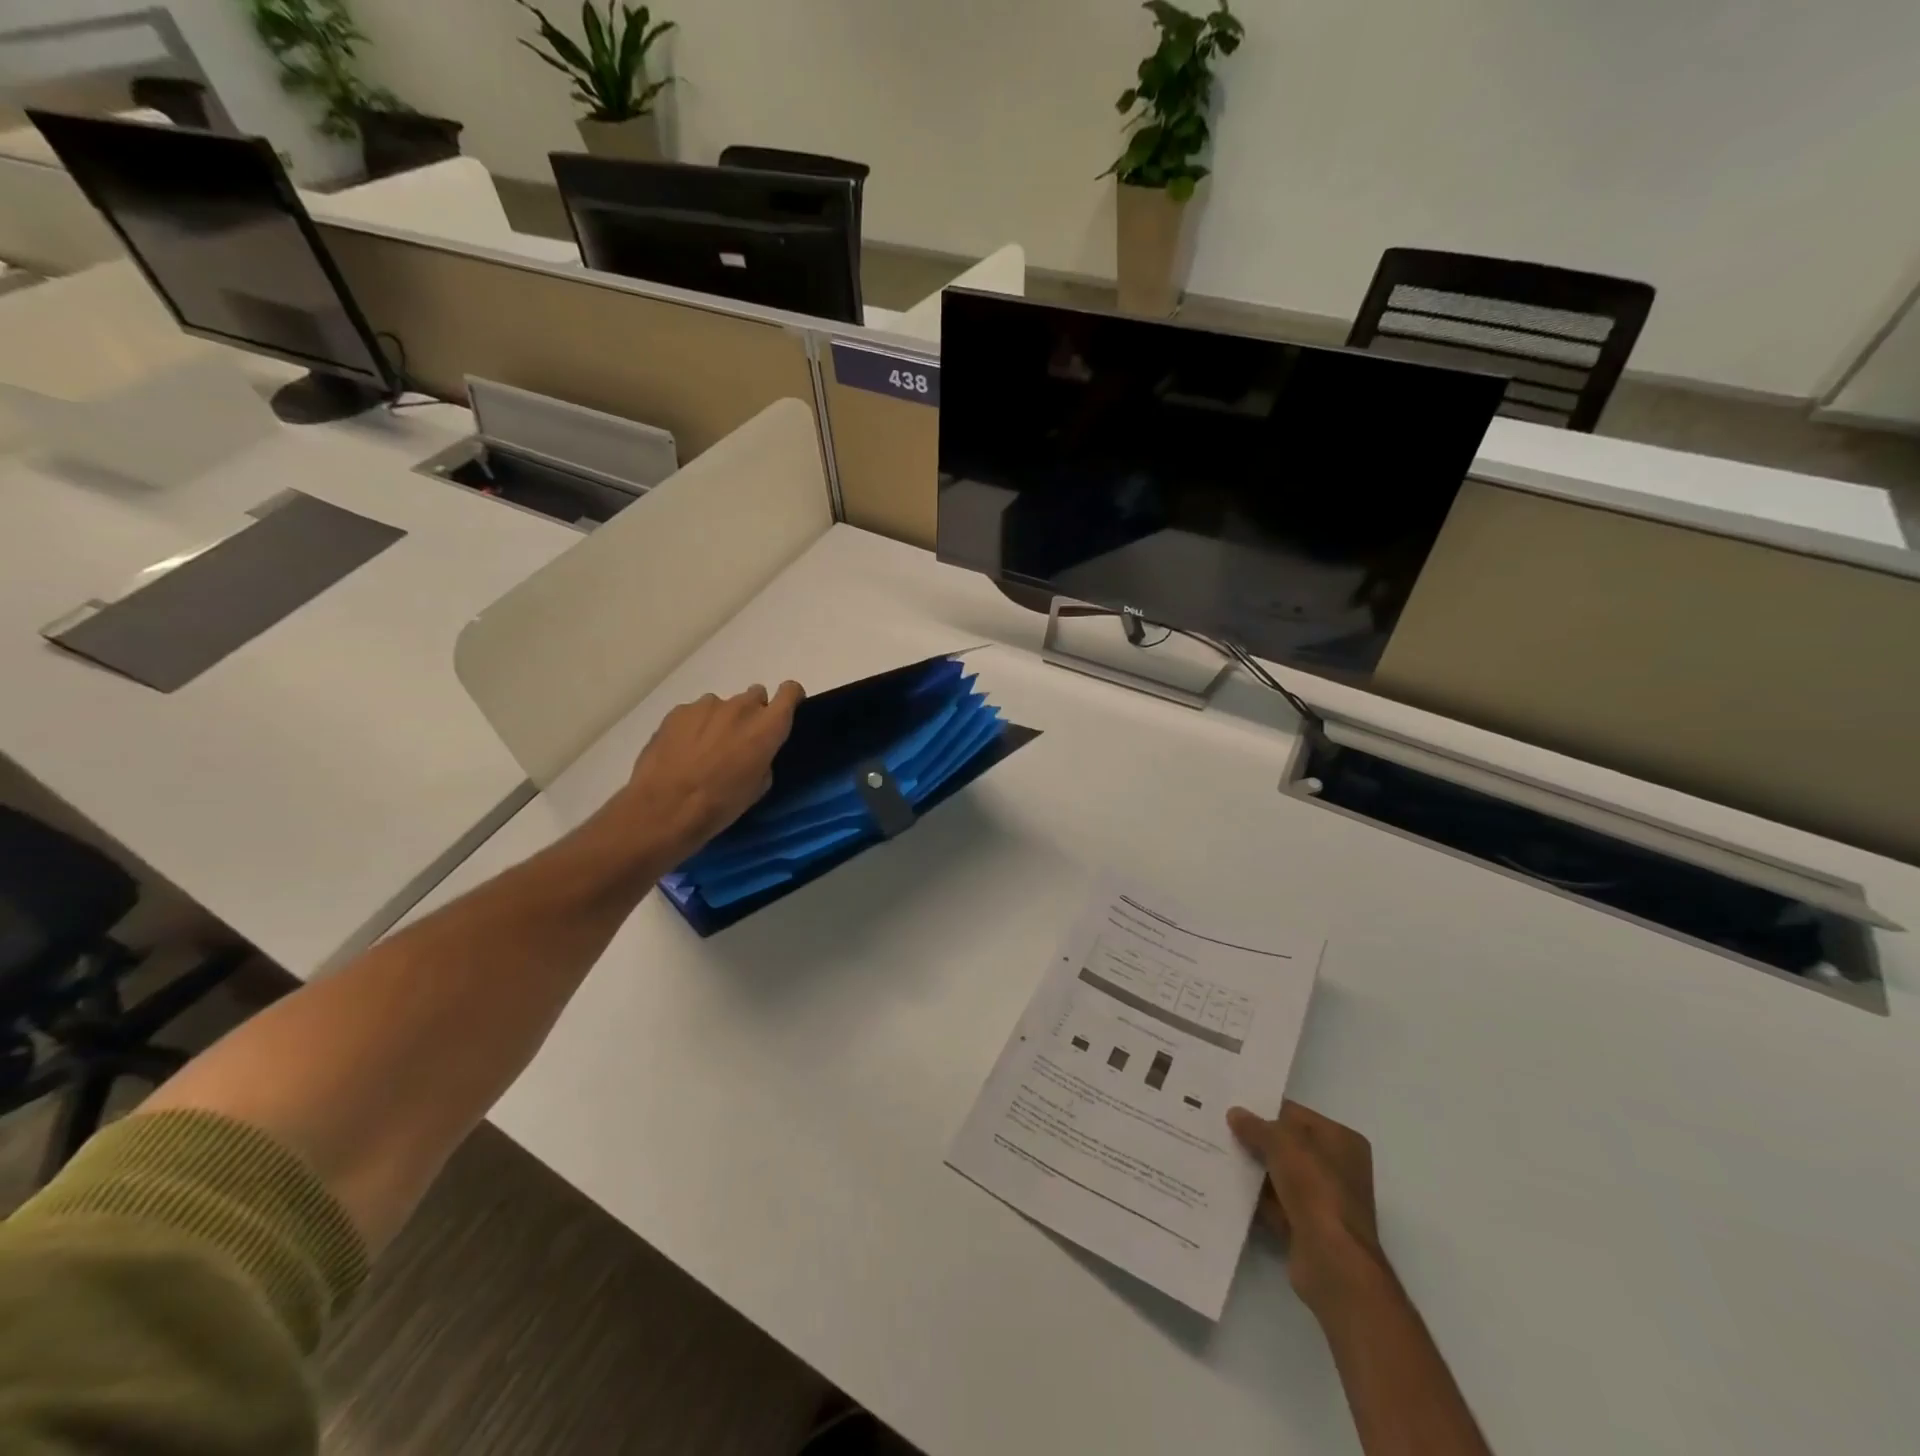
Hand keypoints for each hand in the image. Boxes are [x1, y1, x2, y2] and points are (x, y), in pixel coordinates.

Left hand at [612, 682, 803, 863]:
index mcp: (767, 726)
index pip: (790, 691)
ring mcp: (707, 705)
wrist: (665, 808)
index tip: (784, 713)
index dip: (790, 698)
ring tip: (705, 750)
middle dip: (753, 714)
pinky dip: (695, 726)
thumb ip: (764, 757)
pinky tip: (683, 751)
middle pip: (756, 695)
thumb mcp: (758, 787)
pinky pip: (696, 712)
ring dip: (722, 720)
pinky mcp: (679, 711)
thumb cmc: (721, 804)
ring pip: (724, 705)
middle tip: (740, 741)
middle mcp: (741, 707)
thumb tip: (755, 750)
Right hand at [1228, 1101, 1386, 1313]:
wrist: (1332, 1261)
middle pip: (1288, 1146)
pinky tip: (1227, 1187)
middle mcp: (1338, 1168)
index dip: (1265, 1110)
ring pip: (1280, 1175)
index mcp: (1342, 1141)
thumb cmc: (1315, 1189)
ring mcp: (1324, 1200)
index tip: (1233, 1106)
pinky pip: (1276, 1203)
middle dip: (1257, 1140)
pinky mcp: (1308, 1227)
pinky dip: (1256, 1197)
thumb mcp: (1282, 1143)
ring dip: (1254, 1169)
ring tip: (1217, 1153)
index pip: (1297, 1115)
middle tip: (1219, 1128)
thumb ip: (1256, 1126)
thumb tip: (1235, 1114)